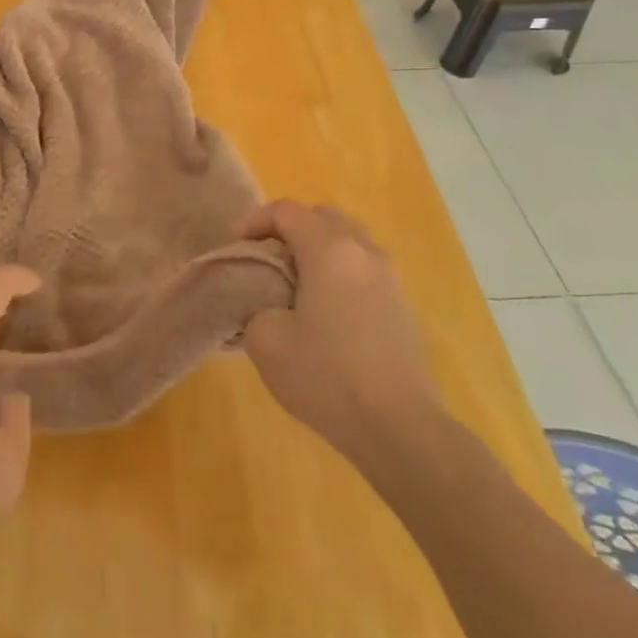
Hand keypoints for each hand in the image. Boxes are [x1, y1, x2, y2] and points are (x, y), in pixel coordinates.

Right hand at [238, 201, 442, 460]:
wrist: (398, 427)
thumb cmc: (326, 377)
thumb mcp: (265, 340)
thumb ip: (256, 304)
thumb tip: (269, 302)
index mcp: (329, 251)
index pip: (287, 211)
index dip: (255, 219)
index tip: (236, 244)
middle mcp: (363, 252)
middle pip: (323, 216)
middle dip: (290, 228)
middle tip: (267, 257)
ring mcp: (389, 278)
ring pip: (348, 239)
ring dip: (318, 248)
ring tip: (294, 282)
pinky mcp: (401, 305)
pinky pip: (363, 267)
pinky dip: (338, 271)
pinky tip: (324, 309)